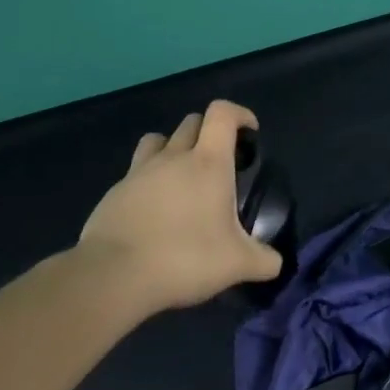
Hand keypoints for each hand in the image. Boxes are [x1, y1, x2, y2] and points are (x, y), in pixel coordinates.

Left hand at [77, 99, 281, 311]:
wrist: (114, 275)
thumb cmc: (185, 258)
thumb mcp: (238, 264)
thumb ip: (265, 260)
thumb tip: (275, 262)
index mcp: (208, 163)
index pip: (222, 114)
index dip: (240, 115)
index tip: (251, 133)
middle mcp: (172, 157)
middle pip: (191, 122)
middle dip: (210, 132)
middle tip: (222, 162)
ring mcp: (139, 172)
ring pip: (158, 140)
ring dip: (174, 148)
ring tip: (184, 177)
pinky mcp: (115, 192)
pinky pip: (137, 172)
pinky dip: (151, 180)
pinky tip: (157, 210)